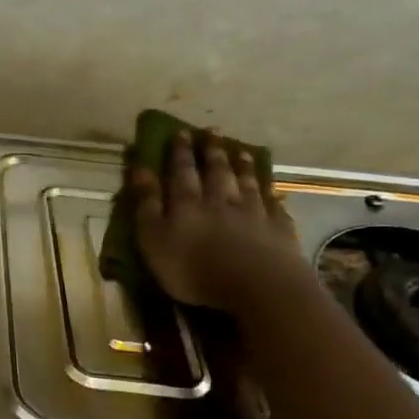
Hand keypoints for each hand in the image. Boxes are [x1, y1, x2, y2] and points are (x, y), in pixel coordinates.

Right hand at [129, 128, 303, 311]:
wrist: (257, 286)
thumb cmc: (194, 268)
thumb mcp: (154, 239)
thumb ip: (147, 205)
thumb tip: (140, 170)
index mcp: (188, 203)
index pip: (182, 171)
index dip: (180, 152)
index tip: (181, 132)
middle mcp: (221, 200)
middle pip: (216, 171)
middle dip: (212, 151)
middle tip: (212, 132)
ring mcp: (253, 213)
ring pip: (246, 183)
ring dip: (242, 166)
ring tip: (241, 151)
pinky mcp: (278, 230)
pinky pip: (273, 206)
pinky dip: (270, 195)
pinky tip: (272, 192)